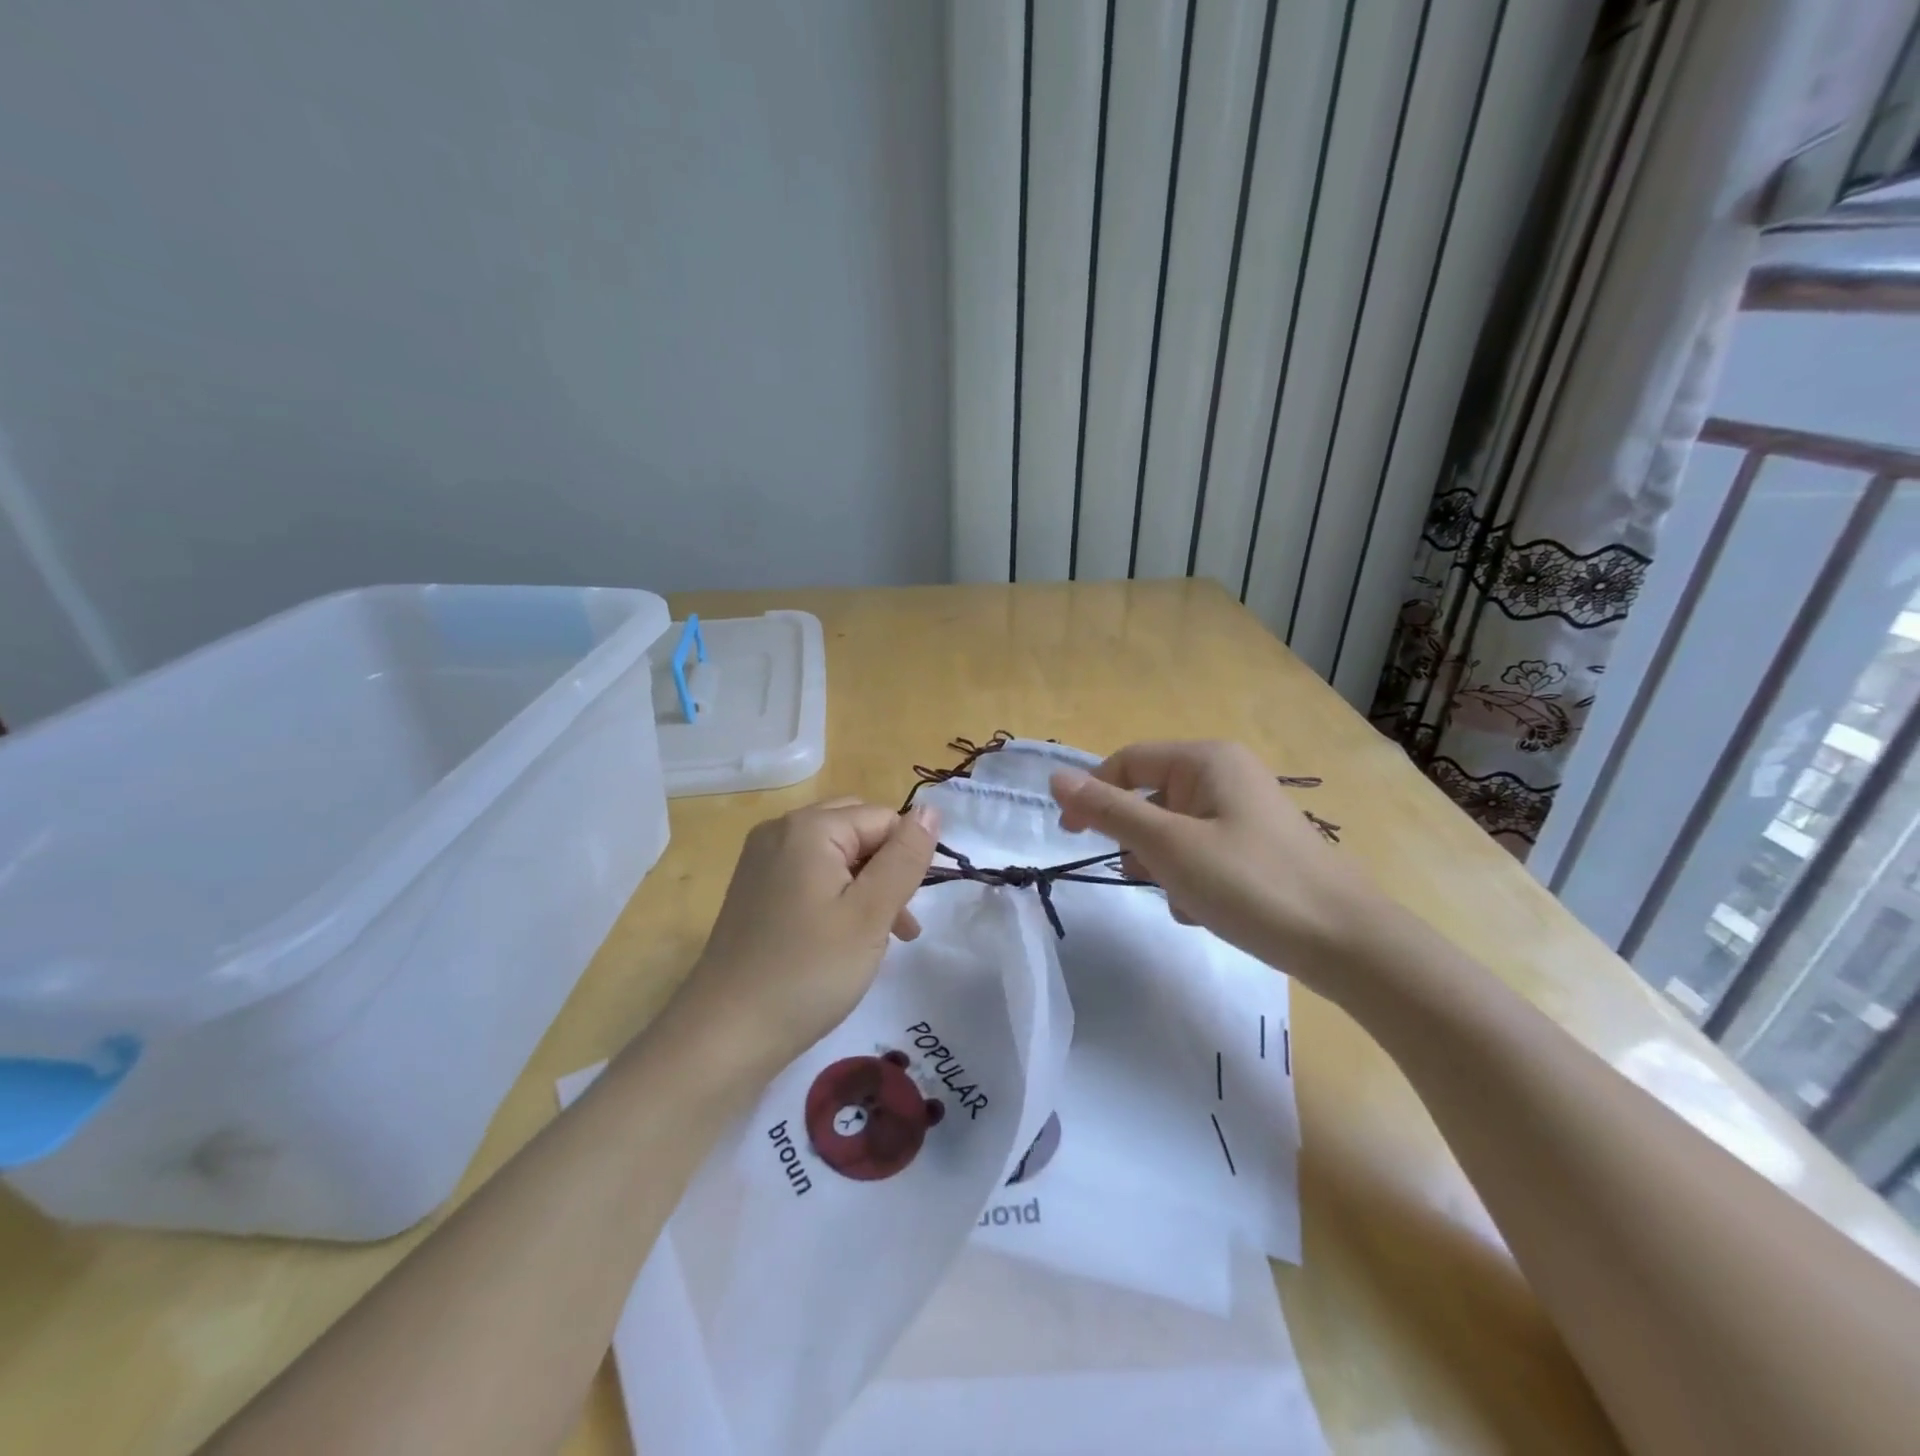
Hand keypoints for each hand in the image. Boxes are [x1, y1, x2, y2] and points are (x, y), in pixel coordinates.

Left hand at [664, 798, 939, 1074]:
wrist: (724, 1035)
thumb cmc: (807, 972)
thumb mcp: (870, 915)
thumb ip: (905, 858)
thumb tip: (931, 810)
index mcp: (809, 828)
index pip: (882, 818)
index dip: (906, 860)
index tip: (907, 912)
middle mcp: (780, 831)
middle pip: (857, 829)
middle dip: (886, 869)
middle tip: (898, 923)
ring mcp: (762, 861)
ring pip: (836, 855)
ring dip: (866, 887)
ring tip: (880, 940)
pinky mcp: (755, 890)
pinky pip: (810, 875)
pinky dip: (836, 897)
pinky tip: (843, 939)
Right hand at [1050, 741, 1374, 974]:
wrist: (1346, 944)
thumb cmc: (1250, 883)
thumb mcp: (1168, 846)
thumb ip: (1109, 810)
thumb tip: (1056, 777)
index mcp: (1207, 761)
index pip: (1128, 761)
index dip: (1092, 793)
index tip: (1070, 835)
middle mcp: (1227, 776)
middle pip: (1152, 798)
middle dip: (1138, 841)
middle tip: (1144, 877)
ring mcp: (1245, 813)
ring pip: (1175, 832)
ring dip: (1165, 867)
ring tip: (1183, 899)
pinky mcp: (1257, 849)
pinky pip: (1202, 854)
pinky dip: (1192, 881)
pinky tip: (1206, 912)